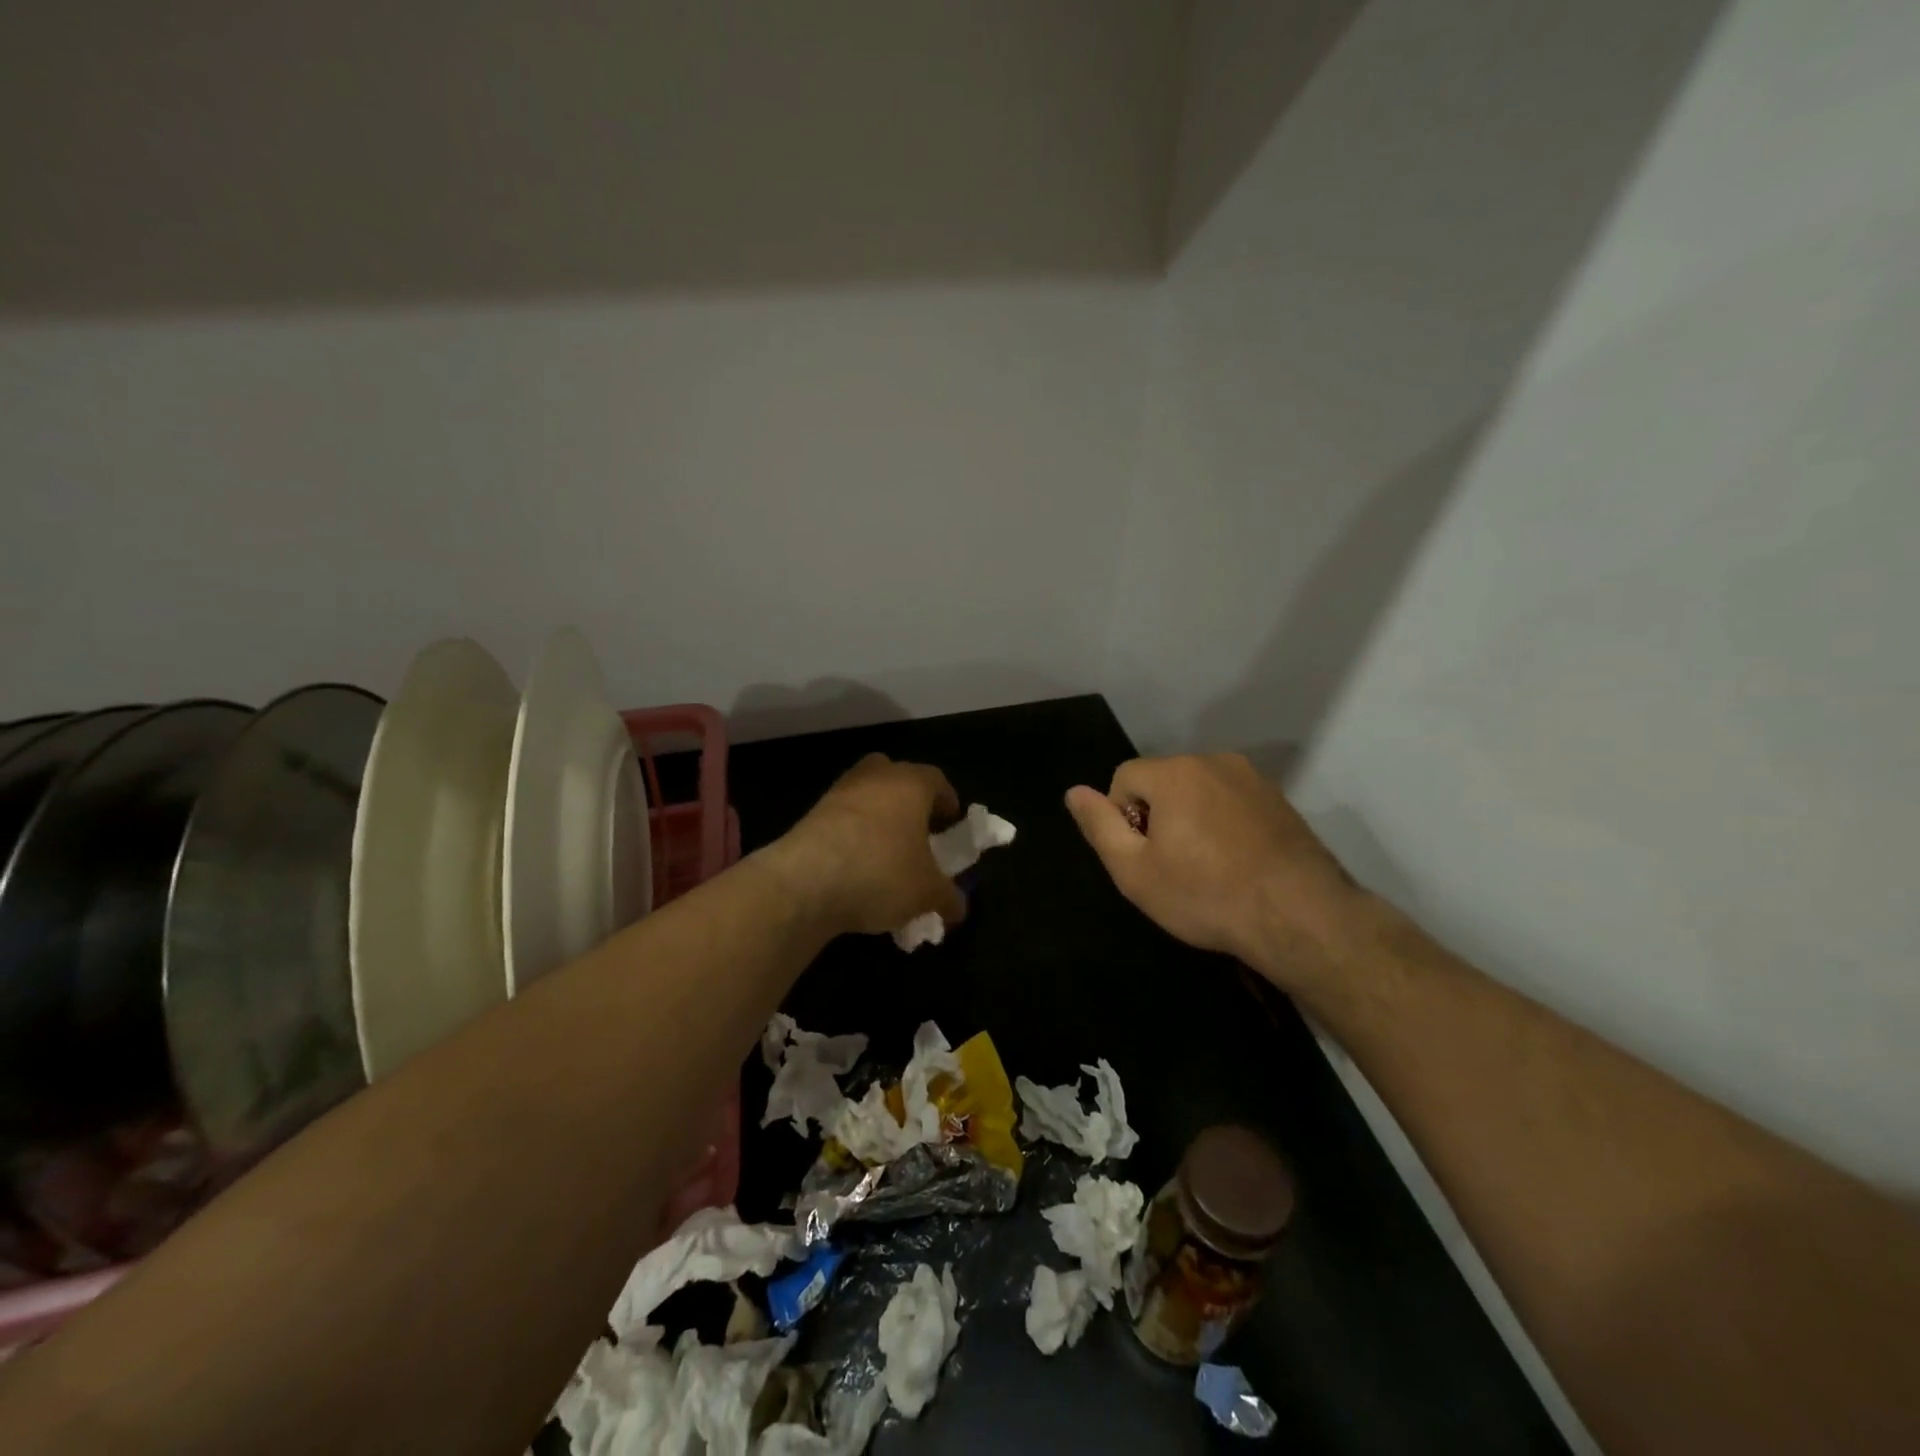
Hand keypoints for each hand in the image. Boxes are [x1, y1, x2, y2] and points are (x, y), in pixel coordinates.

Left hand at [774, 754, 967, 936]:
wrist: (804, 882)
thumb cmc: (881, 872)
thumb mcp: (927, 893)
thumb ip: (949, 898)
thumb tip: (958, 908)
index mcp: (911, 783)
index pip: (938, 781)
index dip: (948, 805)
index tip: (950, 829)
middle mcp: (876, 777)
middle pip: (898, 779)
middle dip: (909, 804)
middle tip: (917, 836)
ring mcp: (839, 792)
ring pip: (867, 798)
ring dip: (878, 820)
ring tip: (886, 858)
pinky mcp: (811, 814)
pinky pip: (843, 820)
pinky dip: (853, 837)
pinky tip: (856, 871)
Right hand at [1065, 754, 1368, 992]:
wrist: (1300, 916)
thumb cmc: (1206, 895)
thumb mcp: (1135, 871)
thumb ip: (1100, 826)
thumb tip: (1074, 792)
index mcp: (1174, 773)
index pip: (1124, 777)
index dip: (1122, 818)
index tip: (1144, 857)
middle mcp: (1213, 761)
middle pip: (1162, 781)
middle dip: (1157, 816)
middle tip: (1173, 867)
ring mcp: (1251, 778)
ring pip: (1198, 791)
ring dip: (1191, 819)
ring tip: (1207, 868)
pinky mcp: (1278, 799)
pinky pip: (1231, 802)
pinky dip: (1224, 825)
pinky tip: (1237, 863)